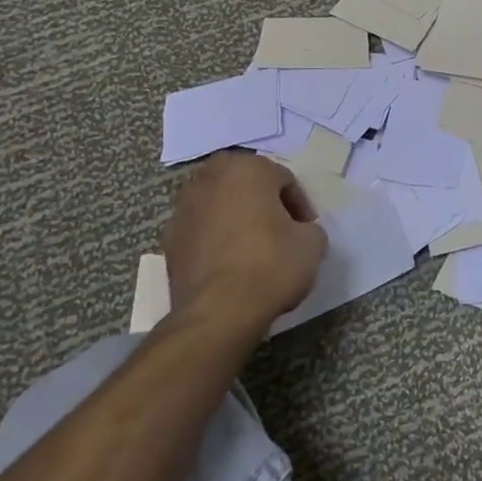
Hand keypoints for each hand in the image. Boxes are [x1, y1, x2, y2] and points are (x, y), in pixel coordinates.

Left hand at [162, 152, 327, 336]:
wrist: (217, 312)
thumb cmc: (270, 264)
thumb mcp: (313, 243)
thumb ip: (308, 227)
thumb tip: (298, 232)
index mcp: (247, 168)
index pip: (284, 179)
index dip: (300, 205)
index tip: (306, 230)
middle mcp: (210, 178)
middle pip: (246, 184)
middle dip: (263, 202)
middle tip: (279, 229)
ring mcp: (183, 207)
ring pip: (219, 204)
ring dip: (236, 217)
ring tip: (252, 247)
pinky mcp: (168, 239)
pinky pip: (201, 229)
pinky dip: (215, 238)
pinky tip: (229, 264)